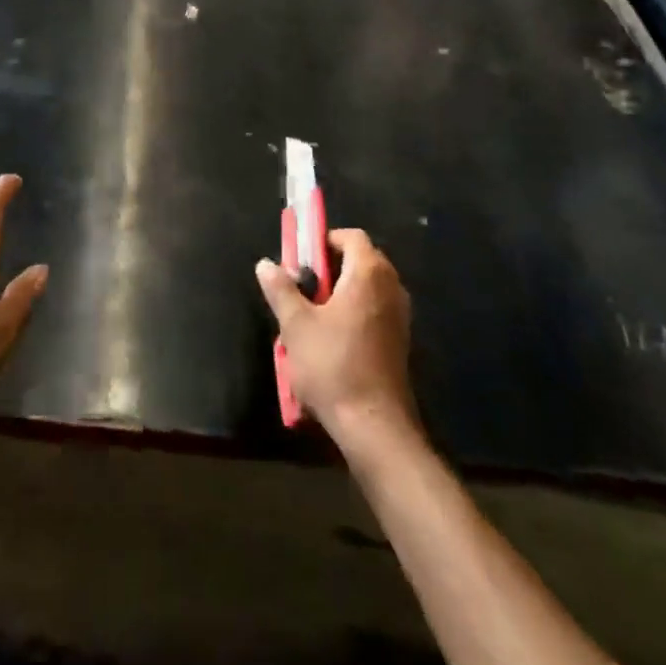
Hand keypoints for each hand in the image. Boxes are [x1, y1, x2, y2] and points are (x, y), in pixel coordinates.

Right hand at [256, 228, 414, 445]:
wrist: (375, 427)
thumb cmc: (333, 366)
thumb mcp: (295, 325)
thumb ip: (281, 289)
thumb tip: (266, 265)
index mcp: (369, 274)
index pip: (351, 237)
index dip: (324, 240)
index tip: (301, 259)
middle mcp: (391, 288)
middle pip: (361, 260)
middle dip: (330, 267)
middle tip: (301, 286)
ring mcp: (399, 317)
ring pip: (367, 288)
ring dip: (341, 292)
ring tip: (312, 315)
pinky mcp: (399, 342)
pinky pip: (374, 311)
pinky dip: (354, 313)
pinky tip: (331, 340)